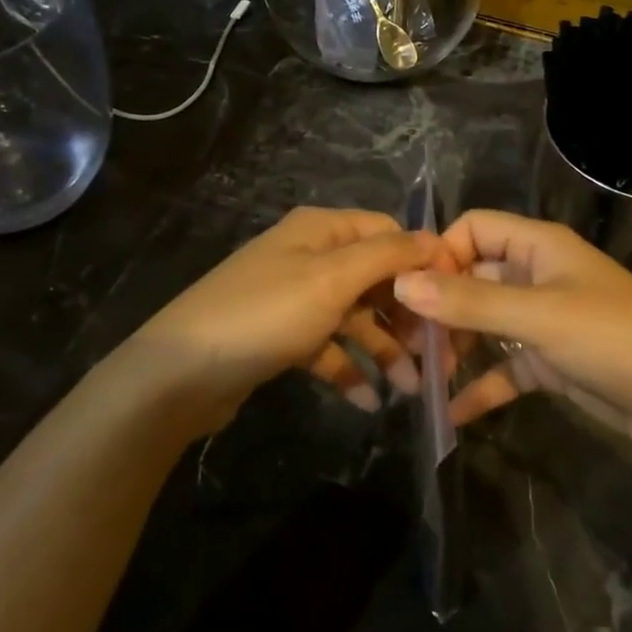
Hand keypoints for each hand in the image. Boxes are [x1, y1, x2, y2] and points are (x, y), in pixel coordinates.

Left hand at [134, 206, 440, 426]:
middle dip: (406, 315)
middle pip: (374, 278)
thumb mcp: (331, 279)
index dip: (421, 263)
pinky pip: (327, 347)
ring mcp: (293, 297)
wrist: (178, 374)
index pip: (388, 233)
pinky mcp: (281, 336)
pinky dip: (348, 369)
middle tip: (438, 357)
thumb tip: (434, 239)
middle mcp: (309, 256)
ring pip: (354, 317)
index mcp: (321, 230)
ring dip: (384, 350)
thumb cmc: (264, 315)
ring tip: (412, 390)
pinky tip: (367, 401)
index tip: (453, 302)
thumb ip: (386, 256)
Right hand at [394, 210, 631, 443]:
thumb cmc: (615, 340)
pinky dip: (481, 386)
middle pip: (473, 277)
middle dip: (439, 307)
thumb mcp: (540, 317)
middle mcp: (537, 275)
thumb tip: (401, 283)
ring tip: (422, 379)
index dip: (440, 254)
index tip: (410, 295)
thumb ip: (471, 302)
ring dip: (455, 347)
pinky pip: (505, 367)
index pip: (474, 229)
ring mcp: (544, 320)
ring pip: (485, 323)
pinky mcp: (552, 362)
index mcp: (538, 246)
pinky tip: (452, 414)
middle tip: (405, 345)